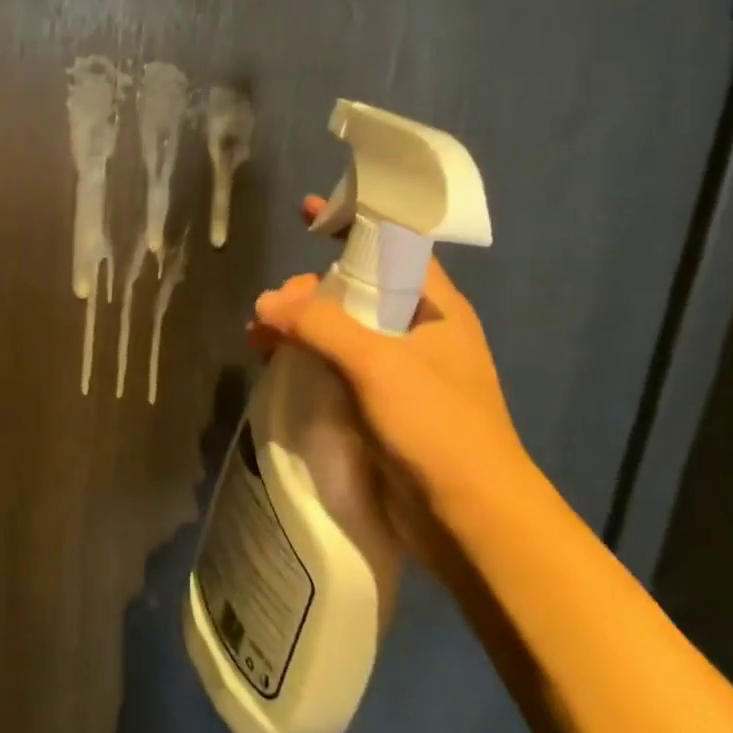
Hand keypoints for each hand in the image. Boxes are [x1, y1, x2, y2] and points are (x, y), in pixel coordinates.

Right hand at [249, 196, 528, 517]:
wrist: (473, 522)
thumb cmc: (438, 427)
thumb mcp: (379, 363)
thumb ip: (320, 324)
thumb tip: (266, 302)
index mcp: (435, 307)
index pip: (393, 246)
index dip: (353, 223)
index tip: (310, 210)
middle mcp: (419, 332)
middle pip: (356, 290)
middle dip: (308, 290)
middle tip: (271, 308)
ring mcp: (401, 372)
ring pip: (341, 331)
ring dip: (300, 328)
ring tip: (259, 341)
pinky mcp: (382, 408)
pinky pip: (337, 369)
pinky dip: (306, 362)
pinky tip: (276, 370)